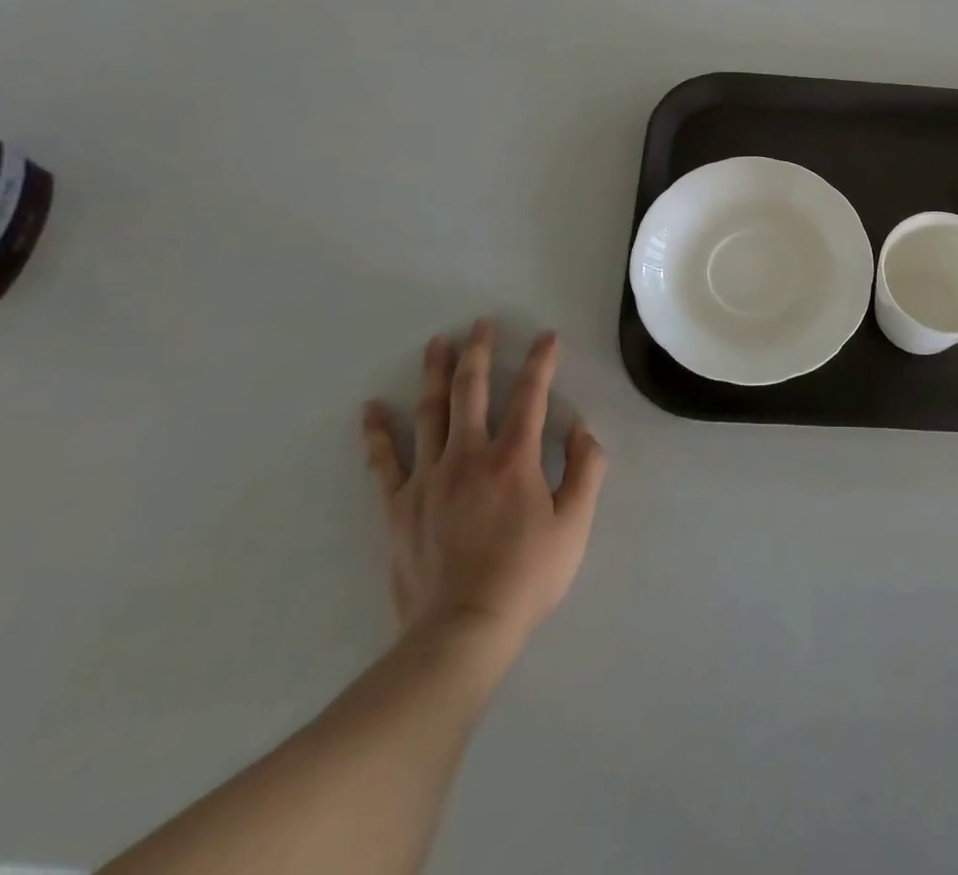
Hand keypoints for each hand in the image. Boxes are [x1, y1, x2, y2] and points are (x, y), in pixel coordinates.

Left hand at [361, 321, 606, 660]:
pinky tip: (371, 409)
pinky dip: (377, 433)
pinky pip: (384, 461)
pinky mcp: (398, 506)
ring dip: (435, 374)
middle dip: (479, 352)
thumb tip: (582, 428)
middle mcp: (468, 455)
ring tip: (437, 343)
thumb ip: (586, 470)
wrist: (461, 633)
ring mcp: (427, 478)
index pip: (530, 395)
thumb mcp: (575, 525)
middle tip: (481, 324)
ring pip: (430, 413)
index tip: (546, 337)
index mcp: (513, 458)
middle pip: (471, 390)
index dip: (541, 362)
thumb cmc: (527, 577)